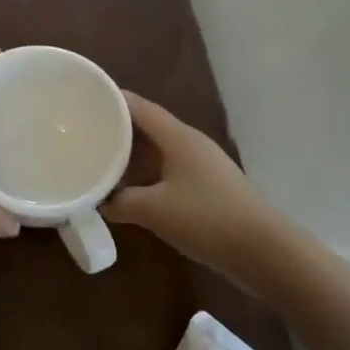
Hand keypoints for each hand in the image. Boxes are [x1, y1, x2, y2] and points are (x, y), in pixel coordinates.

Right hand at [102, 92, 288, 284]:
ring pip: (159, 152)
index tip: (85, 98)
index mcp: (178, 137)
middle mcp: (190, 144)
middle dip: (118, 129)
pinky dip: (148, 176)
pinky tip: (132, 192)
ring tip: (101, 161)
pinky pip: (170, 173)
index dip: (113, 99)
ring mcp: (203, 167)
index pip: (139, 107)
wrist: (264, 252)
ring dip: (133, 157)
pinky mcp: (210, 189)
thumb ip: (120, 202)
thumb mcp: (154, 210)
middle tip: (85, 133)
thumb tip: (98, 201)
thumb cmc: (206, 218)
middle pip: (148, 127)